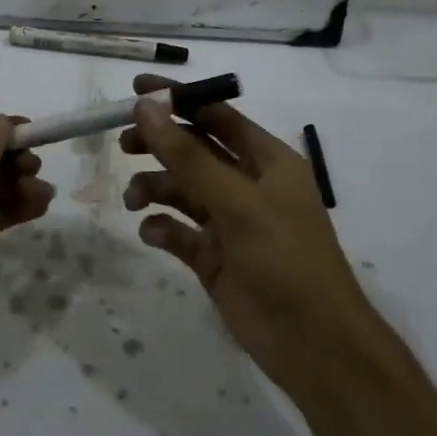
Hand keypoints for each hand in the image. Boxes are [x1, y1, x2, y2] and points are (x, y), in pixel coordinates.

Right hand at [120, 74, 377, 401]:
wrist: (313, 345)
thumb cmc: (285, 259)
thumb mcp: (236, 201)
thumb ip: (188, 155)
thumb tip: (147, 106)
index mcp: (267, 161)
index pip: (216, 115)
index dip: (178, 99)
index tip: (134, 90)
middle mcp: (248, 185)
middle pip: (194, 150)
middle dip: (159, 144)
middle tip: (123, 144)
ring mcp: (230, 222)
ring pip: (182, 190)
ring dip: (155, 187)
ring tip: (134, 198)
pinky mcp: (214, 257)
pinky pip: (179, 231)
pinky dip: (163, 227)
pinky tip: (153, 234)